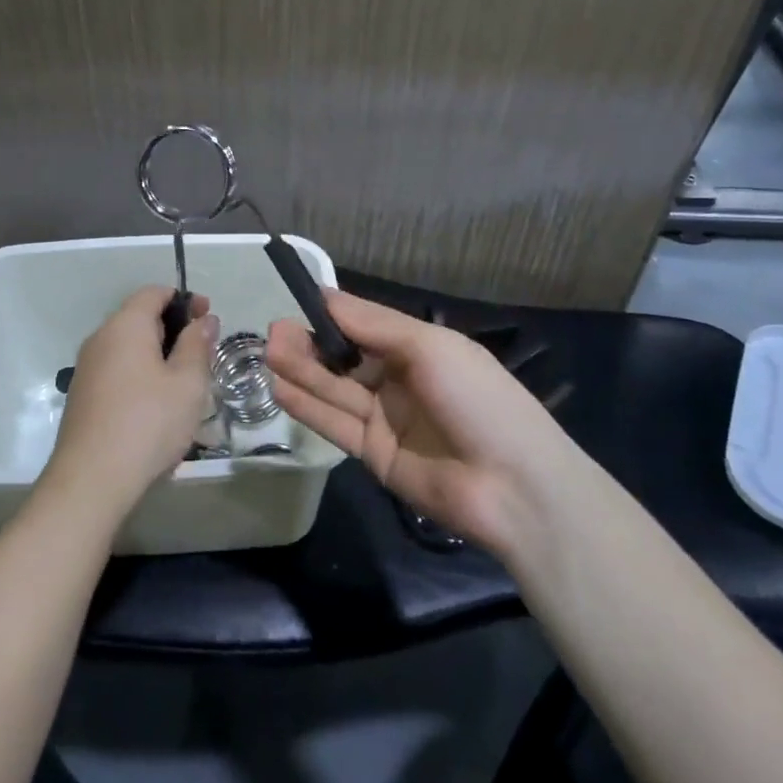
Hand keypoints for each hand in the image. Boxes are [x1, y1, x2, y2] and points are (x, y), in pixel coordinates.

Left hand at [40, 287, 219, 527]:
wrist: (91, 480)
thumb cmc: (148, 423)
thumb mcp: (188, 383)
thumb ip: (197, 344)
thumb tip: (203, 319)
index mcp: (126, 325)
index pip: (154, 292)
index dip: (185, 300)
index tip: (209, 319)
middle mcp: (101, 338)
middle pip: (140, 317)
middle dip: (174, 328)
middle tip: (203, 354)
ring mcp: (87, 367)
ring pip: (128, 346)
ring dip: (158, 354)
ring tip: (184, 383)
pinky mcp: (83, 394)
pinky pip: (117, 369)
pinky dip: (140, 373)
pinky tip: (156, 405)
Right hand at [266, 290, 570, 559]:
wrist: (515, 487)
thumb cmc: (477, 399)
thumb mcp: (428, 347)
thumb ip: (372, 324)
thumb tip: (324, 296)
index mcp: (419, 348)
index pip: (365, 325)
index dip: (331, 315)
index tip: (295, 304)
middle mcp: (399, 379)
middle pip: (345, 358)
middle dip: (310, 344)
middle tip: (273, 333)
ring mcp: (386, 419)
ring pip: (335, 389)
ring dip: (302, 371)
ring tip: (268, 353)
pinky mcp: (374, 454)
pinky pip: (336, 424)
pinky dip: (308, 406)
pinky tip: (279, 387)